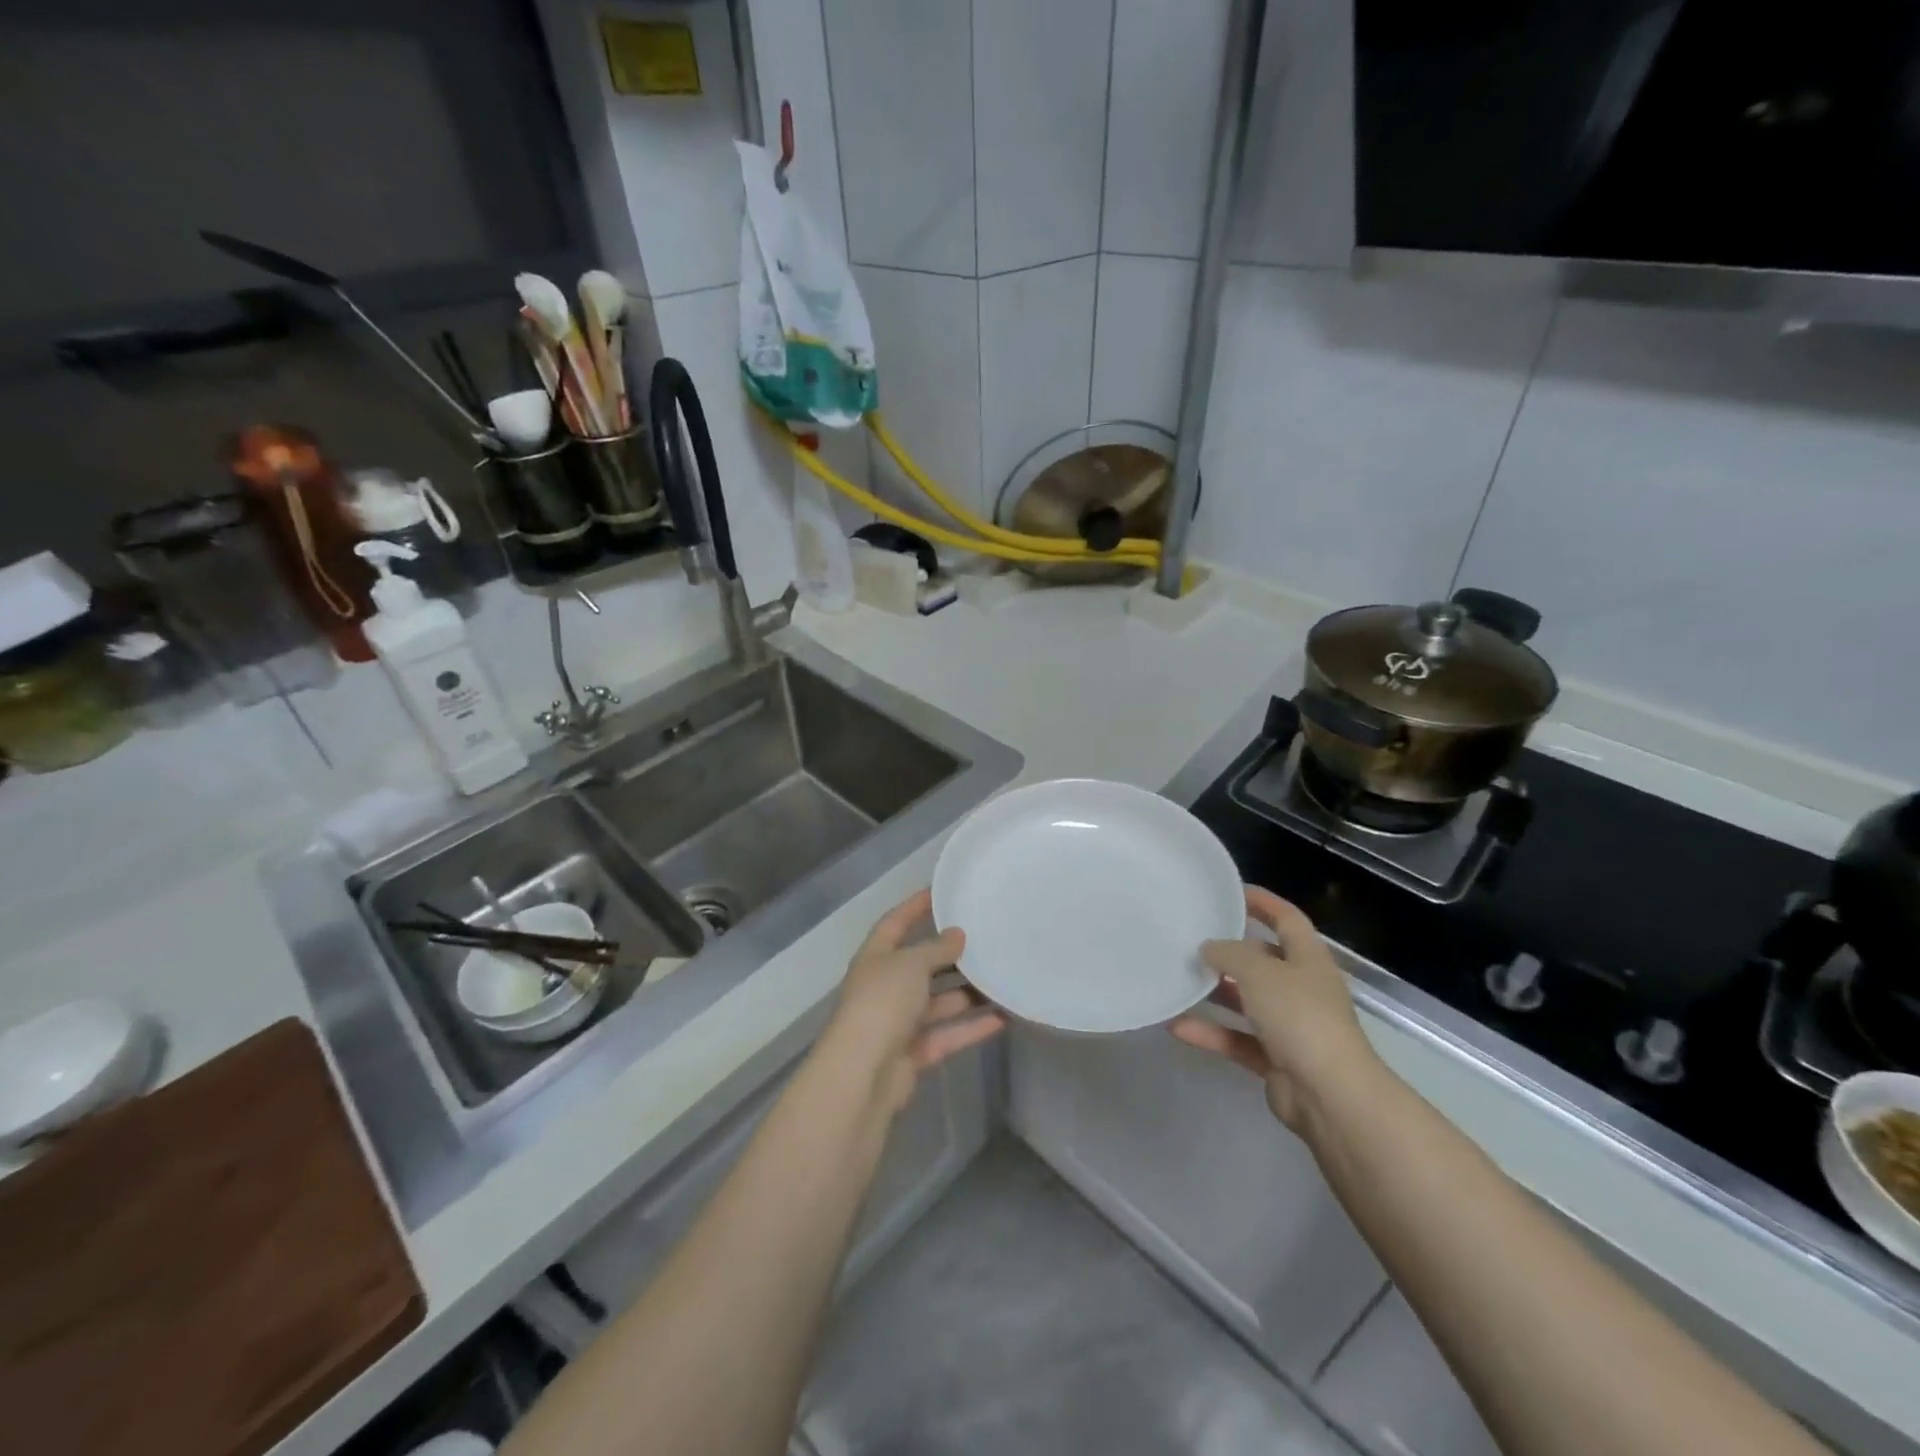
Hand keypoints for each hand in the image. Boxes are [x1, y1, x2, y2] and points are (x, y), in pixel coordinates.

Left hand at [822, 888, 1006, 1110]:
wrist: (862, 1075)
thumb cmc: (882, 1003)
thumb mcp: (910, 965)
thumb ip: (936, 949)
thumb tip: (957, 934)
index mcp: (876, 958)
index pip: (895, 923)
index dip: (915, 906)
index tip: (942, 891)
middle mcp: (885, 986)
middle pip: (921, 965)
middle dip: (950, 955)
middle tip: (986, 939)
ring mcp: (899, 1022)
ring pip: (939, 1002)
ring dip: (968, 993)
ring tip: (1002, 977)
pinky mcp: (914, 1054)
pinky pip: (948, 1034)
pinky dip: (972, 1027)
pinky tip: (1004, 1017)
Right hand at [1171, 886, 1378, 1132]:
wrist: (1330, 1096)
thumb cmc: (1299, 1017)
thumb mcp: (1259, 971)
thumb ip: (1229, 954)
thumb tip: (1209, 948)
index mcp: (1309, 959)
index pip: (1287, 919)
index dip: (1263, 902)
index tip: (1231, 891)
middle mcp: (1302, 988)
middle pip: (1264, 961)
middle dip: (1231, 951)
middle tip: (1192, 939)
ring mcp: (1291, 1026)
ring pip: (1247, 1001)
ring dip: (1216, 993)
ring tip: (1178, 979)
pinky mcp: (1276, 1060)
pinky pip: (1237, 1039)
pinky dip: (1210, 1032)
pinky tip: (1176, 1026)